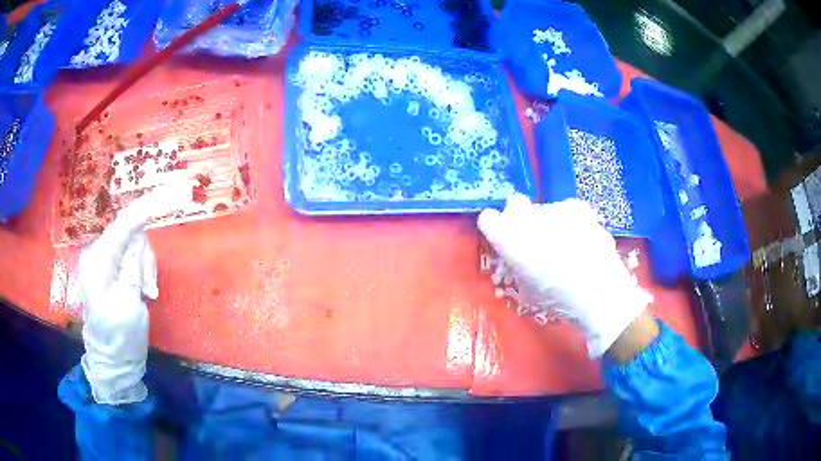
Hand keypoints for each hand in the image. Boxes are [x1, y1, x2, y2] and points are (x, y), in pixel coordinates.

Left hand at [79, 182, 191, 404]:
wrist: (112, 362)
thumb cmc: (120, 339)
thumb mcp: (130, 306)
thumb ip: (133, 268)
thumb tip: (138, 237)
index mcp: (97, 262)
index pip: (124, 225)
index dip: (148, 208)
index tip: (173, 194)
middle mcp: (96, 253)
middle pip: (129, 233)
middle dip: (144, 255)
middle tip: (150, 288)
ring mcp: (101, 260)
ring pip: (132, 244)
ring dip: (144, 266)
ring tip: (146, 294)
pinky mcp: (108, 268)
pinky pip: (130, 256)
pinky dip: (140, 270)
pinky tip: (141, 290)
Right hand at [478, 194, 652, 357]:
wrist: (599, 291)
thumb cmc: (558, 299)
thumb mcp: (528, 289)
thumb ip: (516, 266)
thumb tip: (515, 259)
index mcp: (508, 239)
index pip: (488, 219)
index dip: (495, 227)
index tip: (503, 237)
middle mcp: (527, 217)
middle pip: (515, 204)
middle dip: (519, 216)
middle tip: (532, 237)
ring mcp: (554, 208)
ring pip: (544, 209)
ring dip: (548, 222)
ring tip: (565, 244)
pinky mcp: (577, 206)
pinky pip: (566, 210)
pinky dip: (569, 221)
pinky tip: (581, 238)